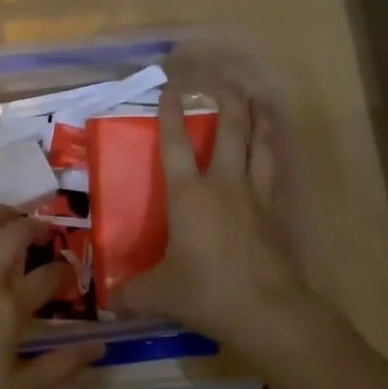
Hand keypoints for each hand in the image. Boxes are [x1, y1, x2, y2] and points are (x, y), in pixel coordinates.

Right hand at [116, 85, 335, 366]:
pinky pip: (276, 170)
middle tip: (223, 78)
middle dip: (226, 98)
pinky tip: (275, 147)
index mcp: (189, 195)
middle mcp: (224, 184)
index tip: (170, 88)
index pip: (176, 144)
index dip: (171, 113)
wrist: (267, 310)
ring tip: (258, 98)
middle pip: (230, 129)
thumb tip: (109, 302)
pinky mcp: (278, 211)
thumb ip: (132, 293)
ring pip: (261, 143)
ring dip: (260, 116)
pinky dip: (275, 151)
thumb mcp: (160, 294)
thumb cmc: (207, 292)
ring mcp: (256, 194)